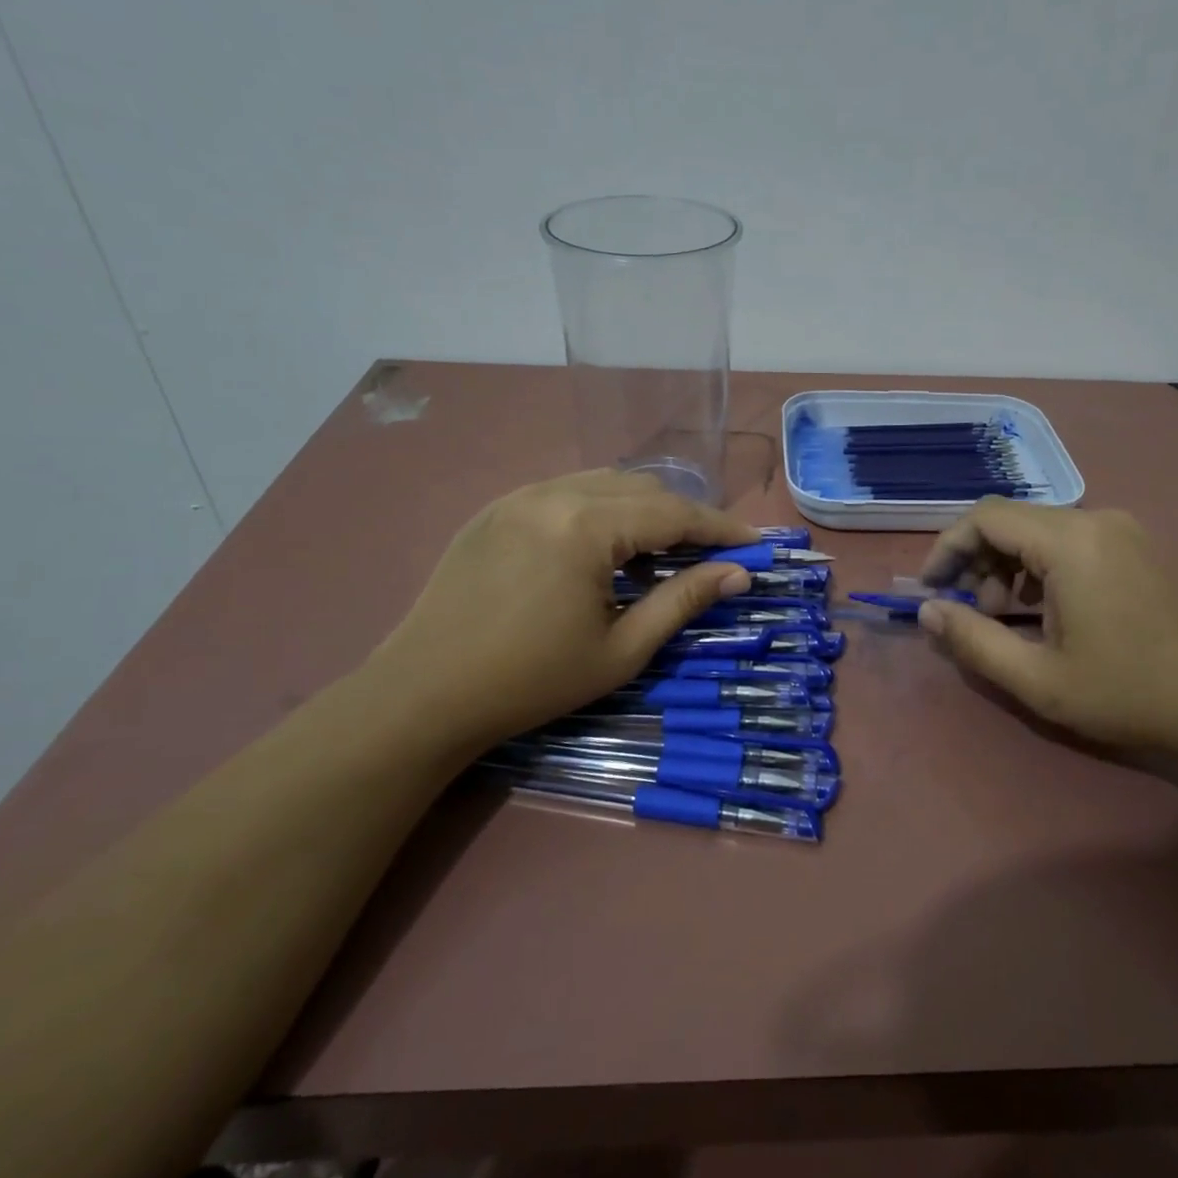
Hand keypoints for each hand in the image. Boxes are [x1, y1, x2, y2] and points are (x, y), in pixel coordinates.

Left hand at [368, 471, 759, 753]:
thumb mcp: (621, 649)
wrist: (424, 694)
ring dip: (643, 509)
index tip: (753, 544)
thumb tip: (738, 573)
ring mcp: (519, 495)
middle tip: (709, 554)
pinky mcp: (496, 508)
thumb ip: (683, 601)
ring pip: (604, 482)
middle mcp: (554, 493)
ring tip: (658, 551)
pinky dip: (600, 509)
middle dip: (683, 516)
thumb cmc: (531, 680)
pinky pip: (566, 491)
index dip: (720, 528)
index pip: (674, 512)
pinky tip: (602, 547)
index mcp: (587, 526)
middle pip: (643, 488)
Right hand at [917, 501, 1177, 787]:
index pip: (985, 517)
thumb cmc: (1131, 694)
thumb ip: (972, 641)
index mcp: (1071, 541)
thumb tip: (927, 611)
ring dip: (1010, 565)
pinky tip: (1049, 612)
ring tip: (1008, 616)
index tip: (931, 588)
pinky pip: (1073, 541)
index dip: (947, 547)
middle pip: (1013, 520)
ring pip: (1042, 530)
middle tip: (973, 610)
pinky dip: (1043, 567)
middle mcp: (1098, 520)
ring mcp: (1125, 531)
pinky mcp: (1141, 548)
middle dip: (978, 560)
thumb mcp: (1039, 679)